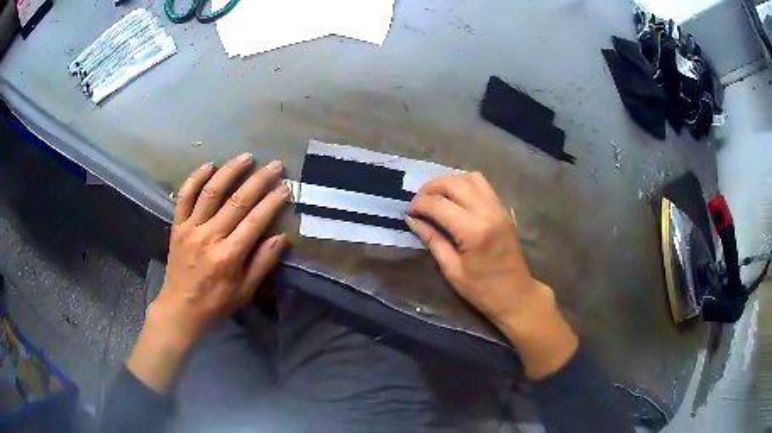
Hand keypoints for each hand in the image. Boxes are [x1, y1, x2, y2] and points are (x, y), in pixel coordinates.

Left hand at [127, 154, 289, 392]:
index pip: (255, 221)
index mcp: (228, 256)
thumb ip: (262, 264)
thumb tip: (281, 237)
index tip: (286, 187)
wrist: (180, 307)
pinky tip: (209, 165)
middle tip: (275, 166)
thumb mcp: (245, 291)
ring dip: (229, 172)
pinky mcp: (177, 226)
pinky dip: (195, 179)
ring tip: (246, 157)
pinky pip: (184, 197)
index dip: (272, 202)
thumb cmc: (216, 302)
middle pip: (237, 202)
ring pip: (211, 193)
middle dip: (259, 181)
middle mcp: (209, 237)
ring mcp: (190, 229)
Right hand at [406, 173, 577, 379]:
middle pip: (453, 183)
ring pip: (469, 177)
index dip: (419, 204)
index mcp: (473, 230)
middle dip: (430, 188)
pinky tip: (455, 199)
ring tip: (435, 198)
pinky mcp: (503, 208)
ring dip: (448, 182)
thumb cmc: (481, 289)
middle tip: (418, 202)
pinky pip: (482, 184)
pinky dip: (464, 184)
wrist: (515, 294)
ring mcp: (498, 207)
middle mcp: (487, 211)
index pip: (438, 204)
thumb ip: (432, 239)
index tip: (408, 213)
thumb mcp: (451, 269)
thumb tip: (413, 220)